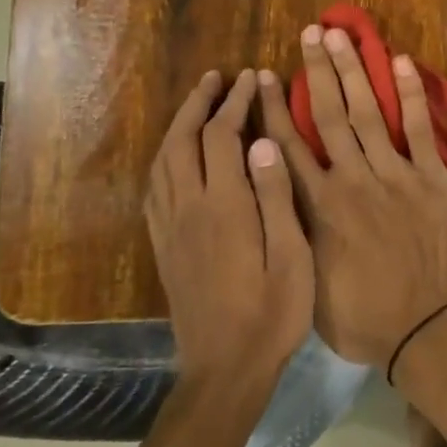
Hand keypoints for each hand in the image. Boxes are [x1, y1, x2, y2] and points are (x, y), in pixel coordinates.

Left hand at [144, 70, 313, 387]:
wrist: (224, 369)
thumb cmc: (272, 314)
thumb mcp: (292, 256)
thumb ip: (275, 196)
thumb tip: (262, 142)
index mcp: (224, 207)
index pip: (222, 137)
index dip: (236, 103)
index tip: (251, 78)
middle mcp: (189, 208)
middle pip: (183, 140)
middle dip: (199, 103)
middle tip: (216, 77)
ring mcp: (170, 227)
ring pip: (163, 161)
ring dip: (178, 125)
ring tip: (197, 104)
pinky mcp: (162, 246)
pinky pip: (154, 188)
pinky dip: (164, 158)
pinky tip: (176, 156)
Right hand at [257, 26, 446, 369]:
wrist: (427, 329)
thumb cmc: (364, 317)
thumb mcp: (310, 283)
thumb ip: (295, 232)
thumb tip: (280, 197)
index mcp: (319, 206)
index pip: (289, 145)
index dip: (277, 107)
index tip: (268, 76)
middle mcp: (352, 179)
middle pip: (330, 115)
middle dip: (319, 70)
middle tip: (311, 32)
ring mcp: (395, 174)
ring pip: (368, 112)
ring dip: (355, 70)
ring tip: (344, 34)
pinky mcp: (430, 178)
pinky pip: (417, 129)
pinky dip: (409, 95)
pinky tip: (400, 62)